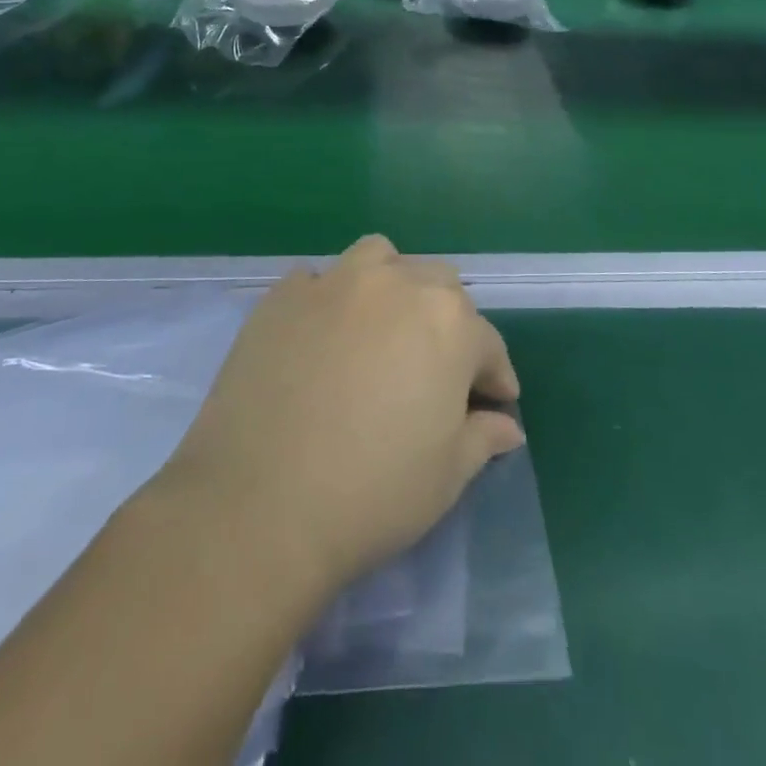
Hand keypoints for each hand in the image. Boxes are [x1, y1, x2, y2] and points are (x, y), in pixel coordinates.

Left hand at [163, 236, 524, 597]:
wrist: (258, 505)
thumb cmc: (371, 493)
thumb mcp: (446, 476)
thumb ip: (483, 437)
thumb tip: (507, 424)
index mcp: (449, 322)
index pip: (487, 344)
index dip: (495, 376)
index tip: (495, 402)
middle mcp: (398, 284)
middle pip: (439, 286)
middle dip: (448, 323)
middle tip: (436, 368)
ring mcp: (336, 282)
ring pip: (380, 259)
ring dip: (391, 285)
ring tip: (381, 328)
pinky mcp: (284, 295)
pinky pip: (317, 281)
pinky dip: (329, 300)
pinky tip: (320, 336)